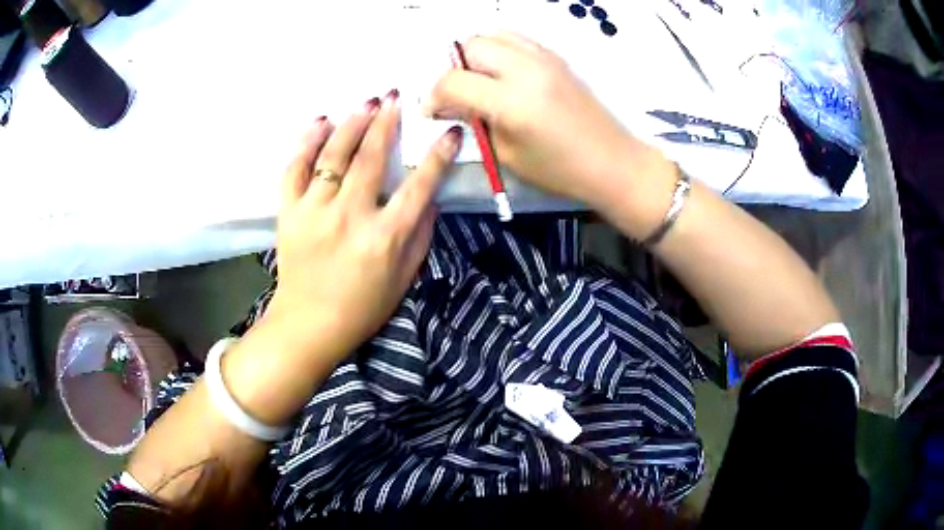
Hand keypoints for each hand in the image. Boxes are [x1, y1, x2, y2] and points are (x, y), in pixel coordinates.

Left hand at [267, 91, 462, 362]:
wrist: (309, 325)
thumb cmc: (362, 307)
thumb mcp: (404, 279)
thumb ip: (420, 237)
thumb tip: (430, 199)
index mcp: (385, 237)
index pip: (419, 186)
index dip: (437, 155)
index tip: (449, 131)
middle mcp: (350, 216)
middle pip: (370, 158)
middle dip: (387, 122)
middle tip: (395, 98)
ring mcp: (314, 212)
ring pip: (333, 156)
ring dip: (352, 123)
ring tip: (367, 103)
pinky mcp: (288, 213)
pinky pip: (295, 169)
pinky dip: (307, 142)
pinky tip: (320, 122)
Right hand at [424, 33, 668, 212]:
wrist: (613, 162)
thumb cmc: (560, 170)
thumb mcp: (507, 155)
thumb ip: (476, 123)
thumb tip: (453, 105)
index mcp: (512, 102)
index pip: (454, 81)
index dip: (434, 96)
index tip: (434, 110)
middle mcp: (526, 69)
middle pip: (471, 45)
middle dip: (454, 68)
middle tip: (458, 94)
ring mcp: (544, 58)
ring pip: (493, 35)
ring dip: (476, 54)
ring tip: (479, 80)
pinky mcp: (557, 57)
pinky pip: (516, 39)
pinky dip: (500, 49)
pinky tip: (503, 73)